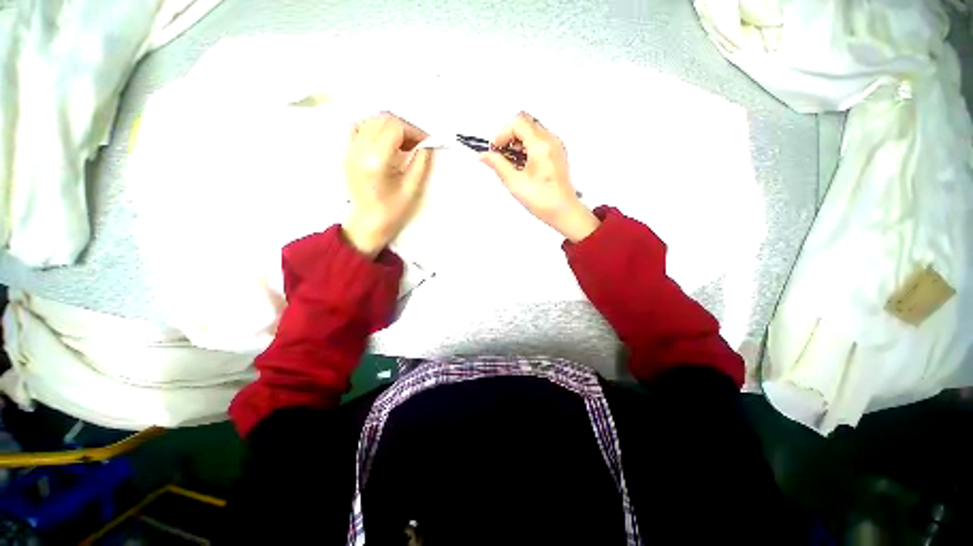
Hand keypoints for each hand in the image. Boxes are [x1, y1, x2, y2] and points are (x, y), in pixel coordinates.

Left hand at [343, 112, 432, 257]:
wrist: (367, 223)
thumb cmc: (392, 210)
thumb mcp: (412, 188)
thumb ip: (421, 162)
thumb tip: (428, 144)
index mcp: (375, 160)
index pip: (395, 127)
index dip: (414, 131)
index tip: (426, 142)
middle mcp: (359, 149)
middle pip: (383, 119)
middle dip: (405, 127)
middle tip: (417, 144)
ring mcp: (350, 149)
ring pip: (372, 120)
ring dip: (392, 127)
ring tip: (404, 144)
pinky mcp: (347, 151)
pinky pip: (360, 127)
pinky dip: (375, 128)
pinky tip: (385, 142)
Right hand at [481, 112, 598, 242]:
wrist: (563, 211)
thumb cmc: (544, 200)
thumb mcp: (515, 183)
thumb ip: (498, 165)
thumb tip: (485, 155)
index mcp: (541, 146)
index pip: (518, 122)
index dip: (502, 134)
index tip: (495, 150)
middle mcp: (551, 141)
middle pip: (525, 124)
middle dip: (509, 138)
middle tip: (501, 156)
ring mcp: (555, 146)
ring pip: (531, 131)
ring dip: (517, 143)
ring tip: (512, 164)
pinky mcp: (556, 153)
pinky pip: (539, 141)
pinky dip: (526, 148)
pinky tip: (522, 166)